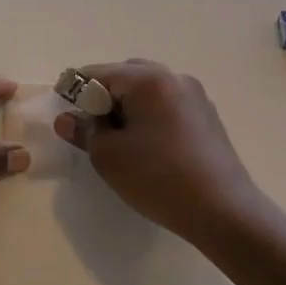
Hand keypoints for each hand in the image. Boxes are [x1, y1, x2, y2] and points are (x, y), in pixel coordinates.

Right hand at [54, 60, 268, 244]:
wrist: (224, 211)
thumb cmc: (158, 178)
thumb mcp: (108, 156)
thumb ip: (84, 131)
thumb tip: (67, 119)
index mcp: (148, 80)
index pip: (98, 73)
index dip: (74, 88)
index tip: (61, 105)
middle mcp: (174, 78)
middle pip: (126, 75)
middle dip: (103, 95)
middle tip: (88, 124)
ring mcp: (195, 96)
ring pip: (148, 89)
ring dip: (127, 105)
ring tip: (116, 137)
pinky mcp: (206, 117)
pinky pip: (167, 104)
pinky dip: (148, 114)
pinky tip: (145, 144)